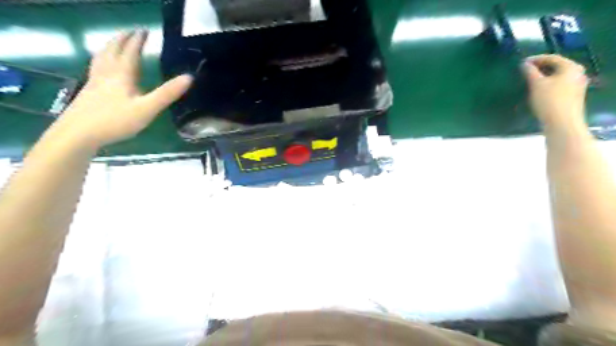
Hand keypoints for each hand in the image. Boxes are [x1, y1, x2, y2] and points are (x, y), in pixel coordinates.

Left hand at [52, 29, 192, 146]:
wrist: (79, 133)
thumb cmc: (116, 120)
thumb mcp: (147, 109)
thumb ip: (167, 93)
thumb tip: (189, 77)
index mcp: (122, 75)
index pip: (131, 52)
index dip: (138, 40)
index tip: (145, 31)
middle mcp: (107, 73)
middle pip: (112, 50)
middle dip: (122, 39)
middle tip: (131, 32)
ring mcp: (94, 81)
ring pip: (101, 57)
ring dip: (109, 46)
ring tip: (115, 43)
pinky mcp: (88, 91)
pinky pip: (96, 68)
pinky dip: (101, 60)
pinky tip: (102, 68)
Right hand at [521, 54, 588, 128]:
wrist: (562, 122)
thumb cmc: (549, 100)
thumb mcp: (536, 84)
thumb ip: (530, 72)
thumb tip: (524, 64)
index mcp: (570, 67)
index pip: (552, 58)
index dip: (536, 59)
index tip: (522, 63)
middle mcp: (577, 73)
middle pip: (556, 66)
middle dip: (540, 67)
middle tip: (525, 71)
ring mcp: (576, 85)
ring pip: (557, 76)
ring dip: (543, 76)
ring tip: (529, 80)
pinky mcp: (572, 95)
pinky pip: (558, 84)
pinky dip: (548, 84)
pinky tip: (538, 90)